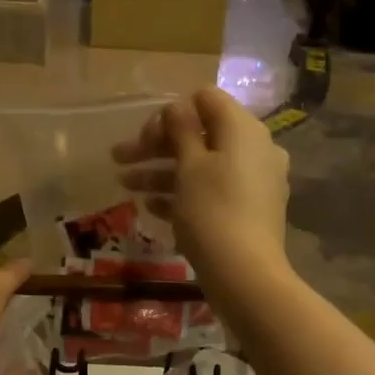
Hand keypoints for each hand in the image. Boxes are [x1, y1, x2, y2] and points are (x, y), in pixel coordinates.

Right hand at [113, 87, 290, 288]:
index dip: (171, 112)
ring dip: (162, 171)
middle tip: (120, 158)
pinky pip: (212, 191)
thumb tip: (177, 107)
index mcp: (243, 130)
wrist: (245, 275)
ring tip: (125, 185)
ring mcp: (254, 181)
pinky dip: (183, 193)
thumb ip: (181, 131)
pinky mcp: (249, 210)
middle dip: (157, 146)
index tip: (145, 136)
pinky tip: (151, 207)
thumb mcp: (190, 166)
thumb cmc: (212, 212)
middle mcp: (255, 149)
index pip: (206, 100)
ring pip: (202, 165)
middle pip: (200, 134)